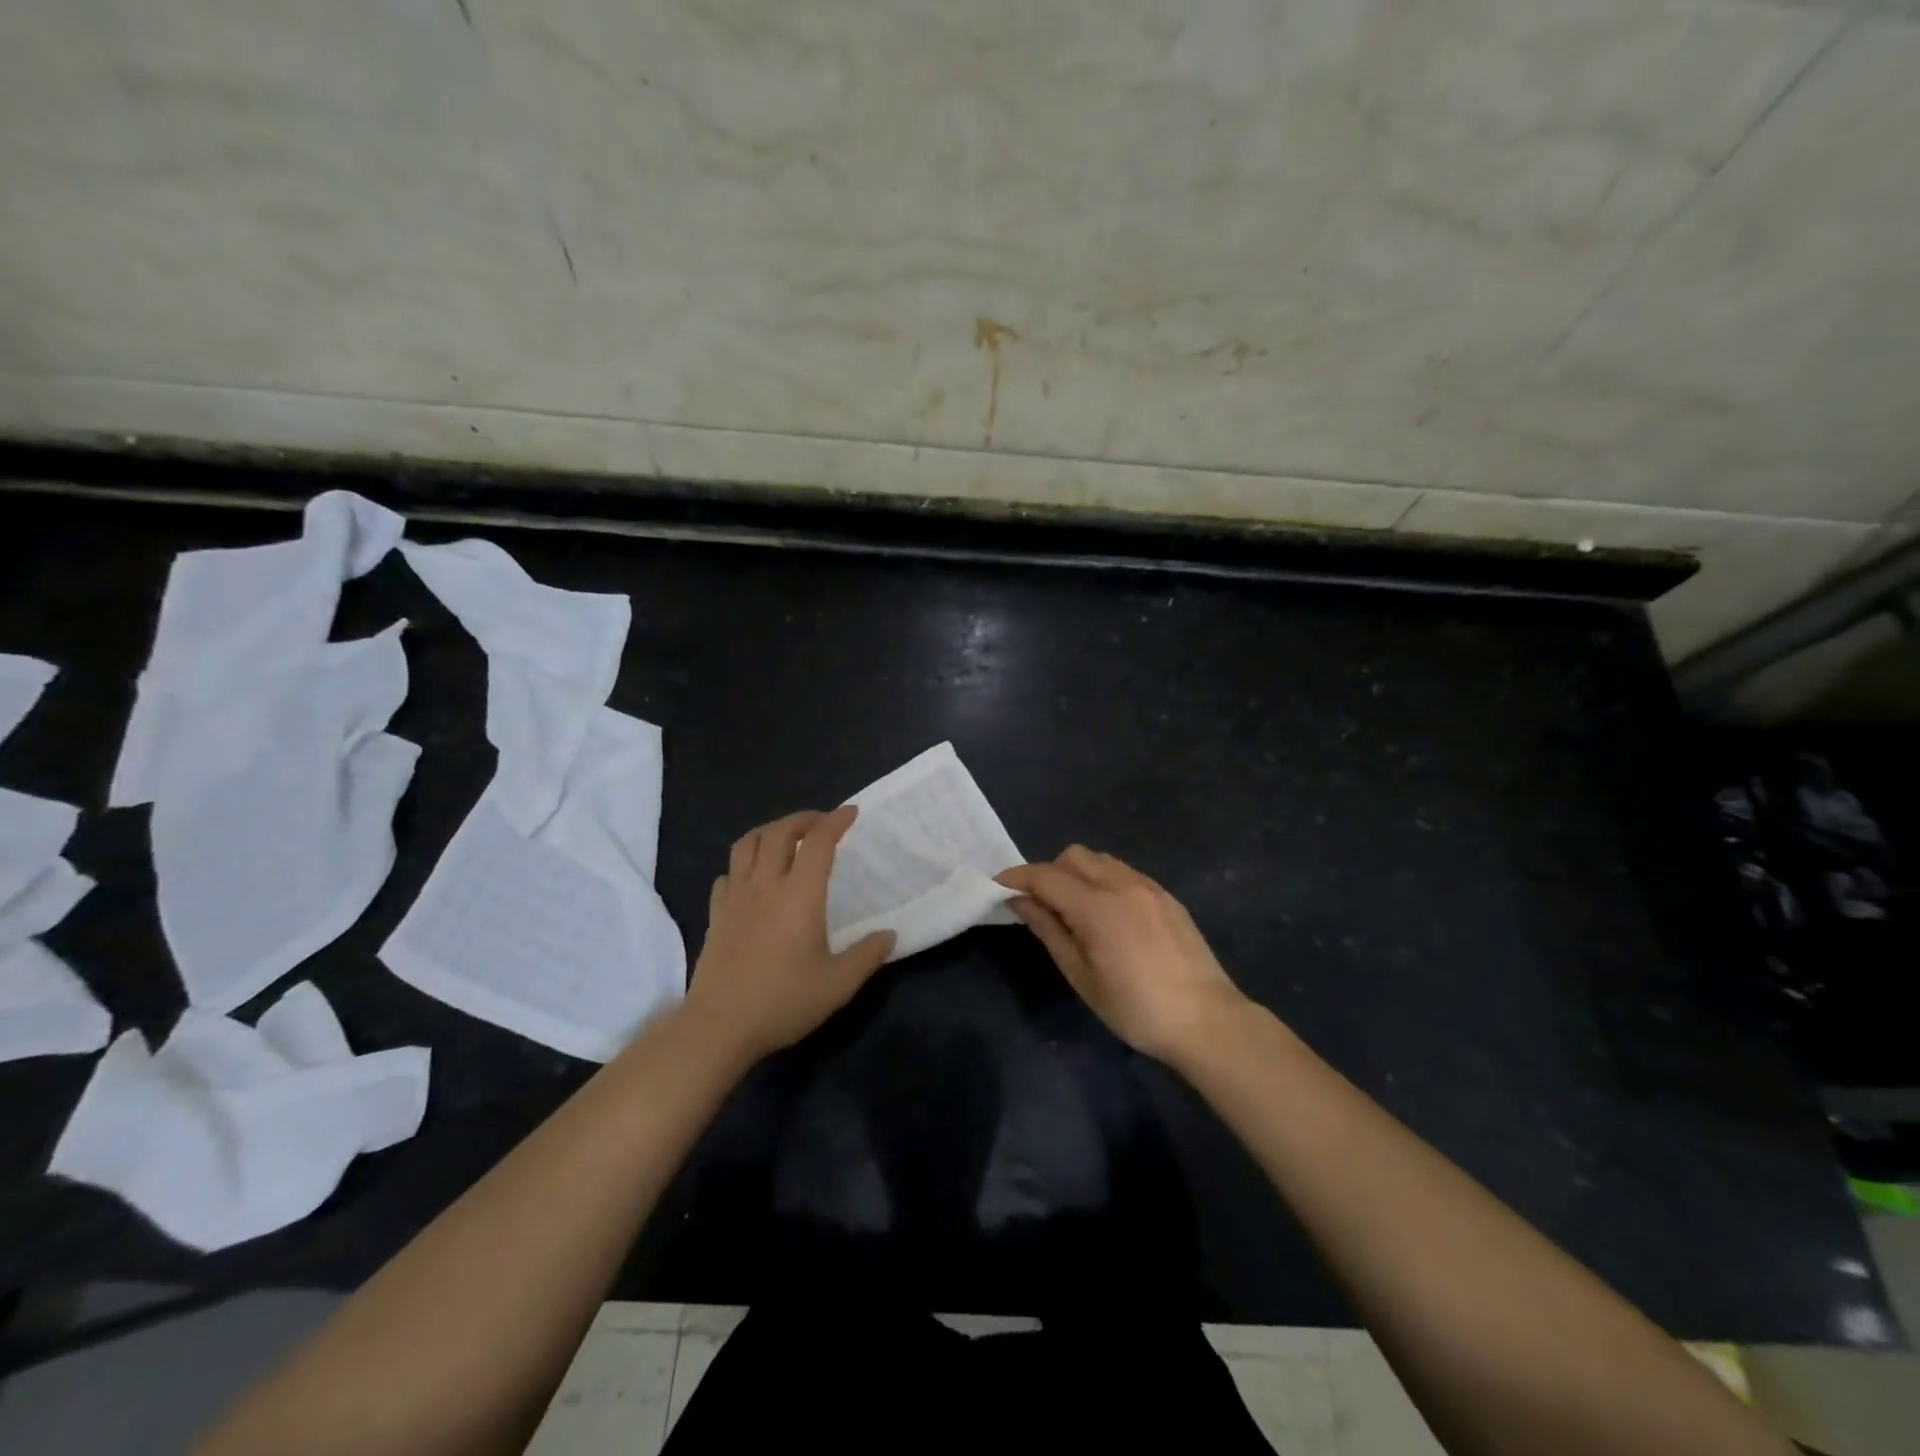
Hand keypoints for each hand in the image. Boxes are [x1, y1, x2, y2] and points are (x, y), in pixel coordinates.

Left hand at [683, 806, 894, 1061]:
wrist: (719, 1027)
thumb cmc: (783, 1002)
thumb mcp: (838, 985)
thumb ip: (867, 956)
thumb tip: (890, 935)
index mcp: (800, 895)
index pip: (818, 842)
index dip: (836, 821)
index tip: (851, 813)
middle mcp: (766, 885)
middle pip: (779, 832)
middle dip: (802, 819)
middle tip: (821, 823)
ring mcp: (735, 898)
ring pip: (747, 844)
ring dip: (769, 831)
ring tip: (785, 838)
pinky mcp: (716, 914)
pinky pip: (727, 874)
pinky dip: (743, 865)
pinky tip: (752, 878)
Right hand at [997, 846, 1250, 1064]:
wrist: (1207, 1020)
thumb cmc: (1136, 1008)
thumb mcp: (1082, 976)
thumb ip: (1049, 931)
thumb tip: (1020, 902)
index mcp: (1097, 906)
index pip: (1045, 876)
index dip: (1017, 877)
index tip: (998, 887)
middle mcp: (1122, 884)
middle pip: (1073, 856)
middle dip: (1049, 872)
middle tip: (1042, 907)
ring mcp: (1148, 886)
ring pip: (1100, 860)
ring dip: (1077, 874)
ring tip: (1076, 911)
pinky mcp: (1166, 896)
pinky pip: (1123, 872)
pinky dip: (1104, 881)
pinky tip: (1108, 916)